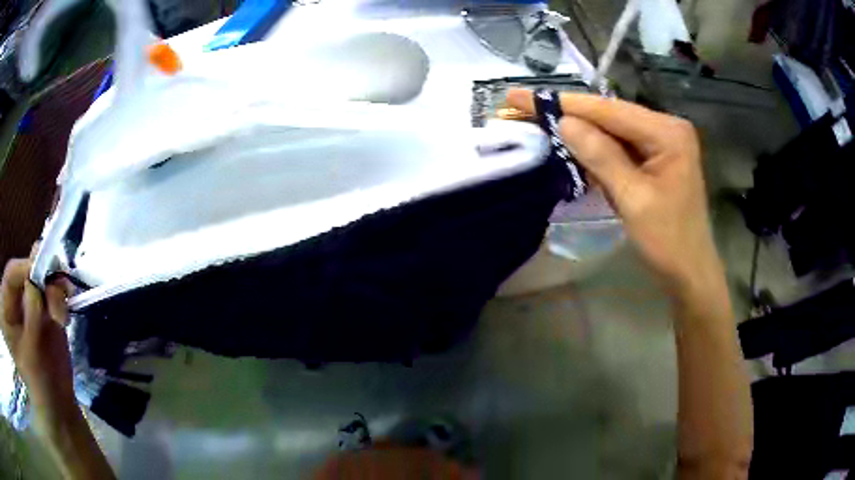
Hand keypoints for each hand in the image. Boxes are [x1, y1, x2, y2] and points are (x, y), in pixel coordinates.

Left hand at [1, 255, 75, 422]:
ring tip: (63, 313)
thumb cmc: (39, 397)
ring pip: (41, 281)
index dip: (23, 268)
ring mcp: (29, 310)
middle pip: (25, 274)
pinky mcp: (45, 317)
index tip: (41, 268)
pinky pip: (52, 295)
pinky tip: (66, 313)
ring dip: (54, 289)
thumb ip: (30, 322)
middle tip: (57, 284)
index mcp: (6, 311)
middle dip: (41, 275)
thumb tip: (34, 285)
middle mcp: (15, 304)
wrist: (59, 419)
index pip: (10, 277)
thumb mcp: (31, 361)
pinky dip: (61, 298)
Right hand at [506, 90, 722, 297]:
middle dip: (568, 113)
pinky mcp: (655, 156)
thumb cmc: (668, 241)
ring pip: (611, 129)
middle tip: (522, 106)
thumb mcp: (633, 199)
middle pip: (609, 115)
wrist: (690, 270)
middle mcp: (666, 127)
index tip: (520, 96)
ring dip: (579, 130)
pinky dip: (595, 148)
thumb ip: (601, 157)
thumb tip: (564, 122)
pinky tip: (572, 146)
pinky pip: (619, 145)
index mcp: (667, 132)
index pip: (609, 110)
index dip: (564, 103)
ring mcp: (661, 140)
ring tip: (539, 121)